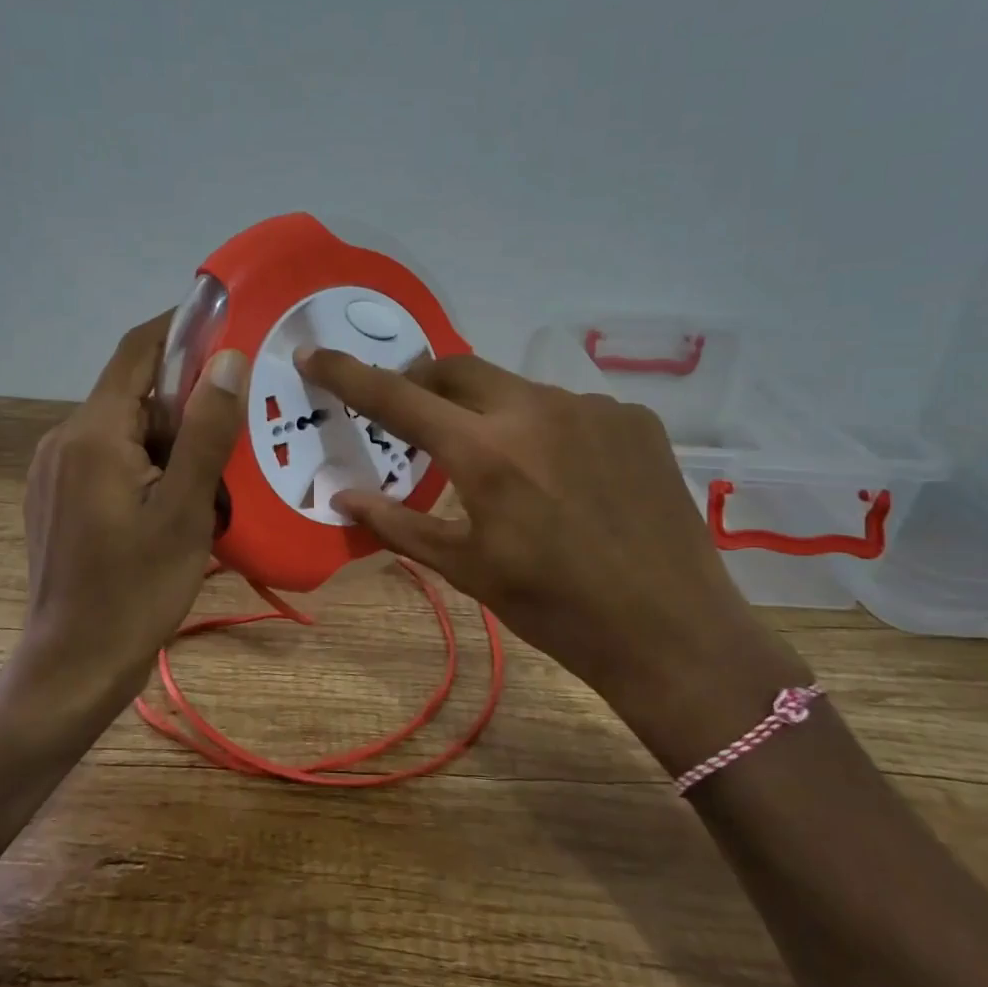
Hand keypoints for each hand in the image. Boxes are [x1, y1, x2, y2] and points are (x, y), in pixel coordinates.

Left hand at [20, 314, 246, 705]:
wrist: (73, 666)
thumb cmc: (136, 590)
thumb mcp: (186, 510)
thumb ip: (206, 432)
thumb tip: (227, 360)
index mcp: (93, 434)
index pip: (137, 352)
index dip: (179, 327)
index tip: (226, 319)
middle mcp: (64, 440)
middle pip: (132, 390)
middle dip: (184, 396)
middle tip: (237, 415)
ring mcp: (54, 470)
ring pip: (123, 427)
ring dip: (169, 433)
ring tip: (215, 466)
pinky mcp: (55, 497)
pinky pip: (108, 456)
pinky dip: (147, 459)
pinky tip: (176, 496)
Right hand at [295, 348, 808, 767]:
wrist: (673, 632)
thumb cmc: (555, 608)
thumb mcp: (468, 569)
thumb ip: (398, 523)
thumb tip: (341, 496)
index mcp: (484, 451)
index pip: (396, 397)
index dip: (348, 374)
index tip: (314, 354)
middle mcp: (534, 409)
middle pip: (457, 368)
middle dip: (425, 382)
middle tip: (418, 417)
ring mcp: (591, 407)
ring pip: (517, 390)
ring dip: (494, 413)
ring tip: (510, 468)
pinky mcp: (633, 418)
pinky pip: (571, 408)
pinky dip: (549, 430)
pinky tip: (569, 477)